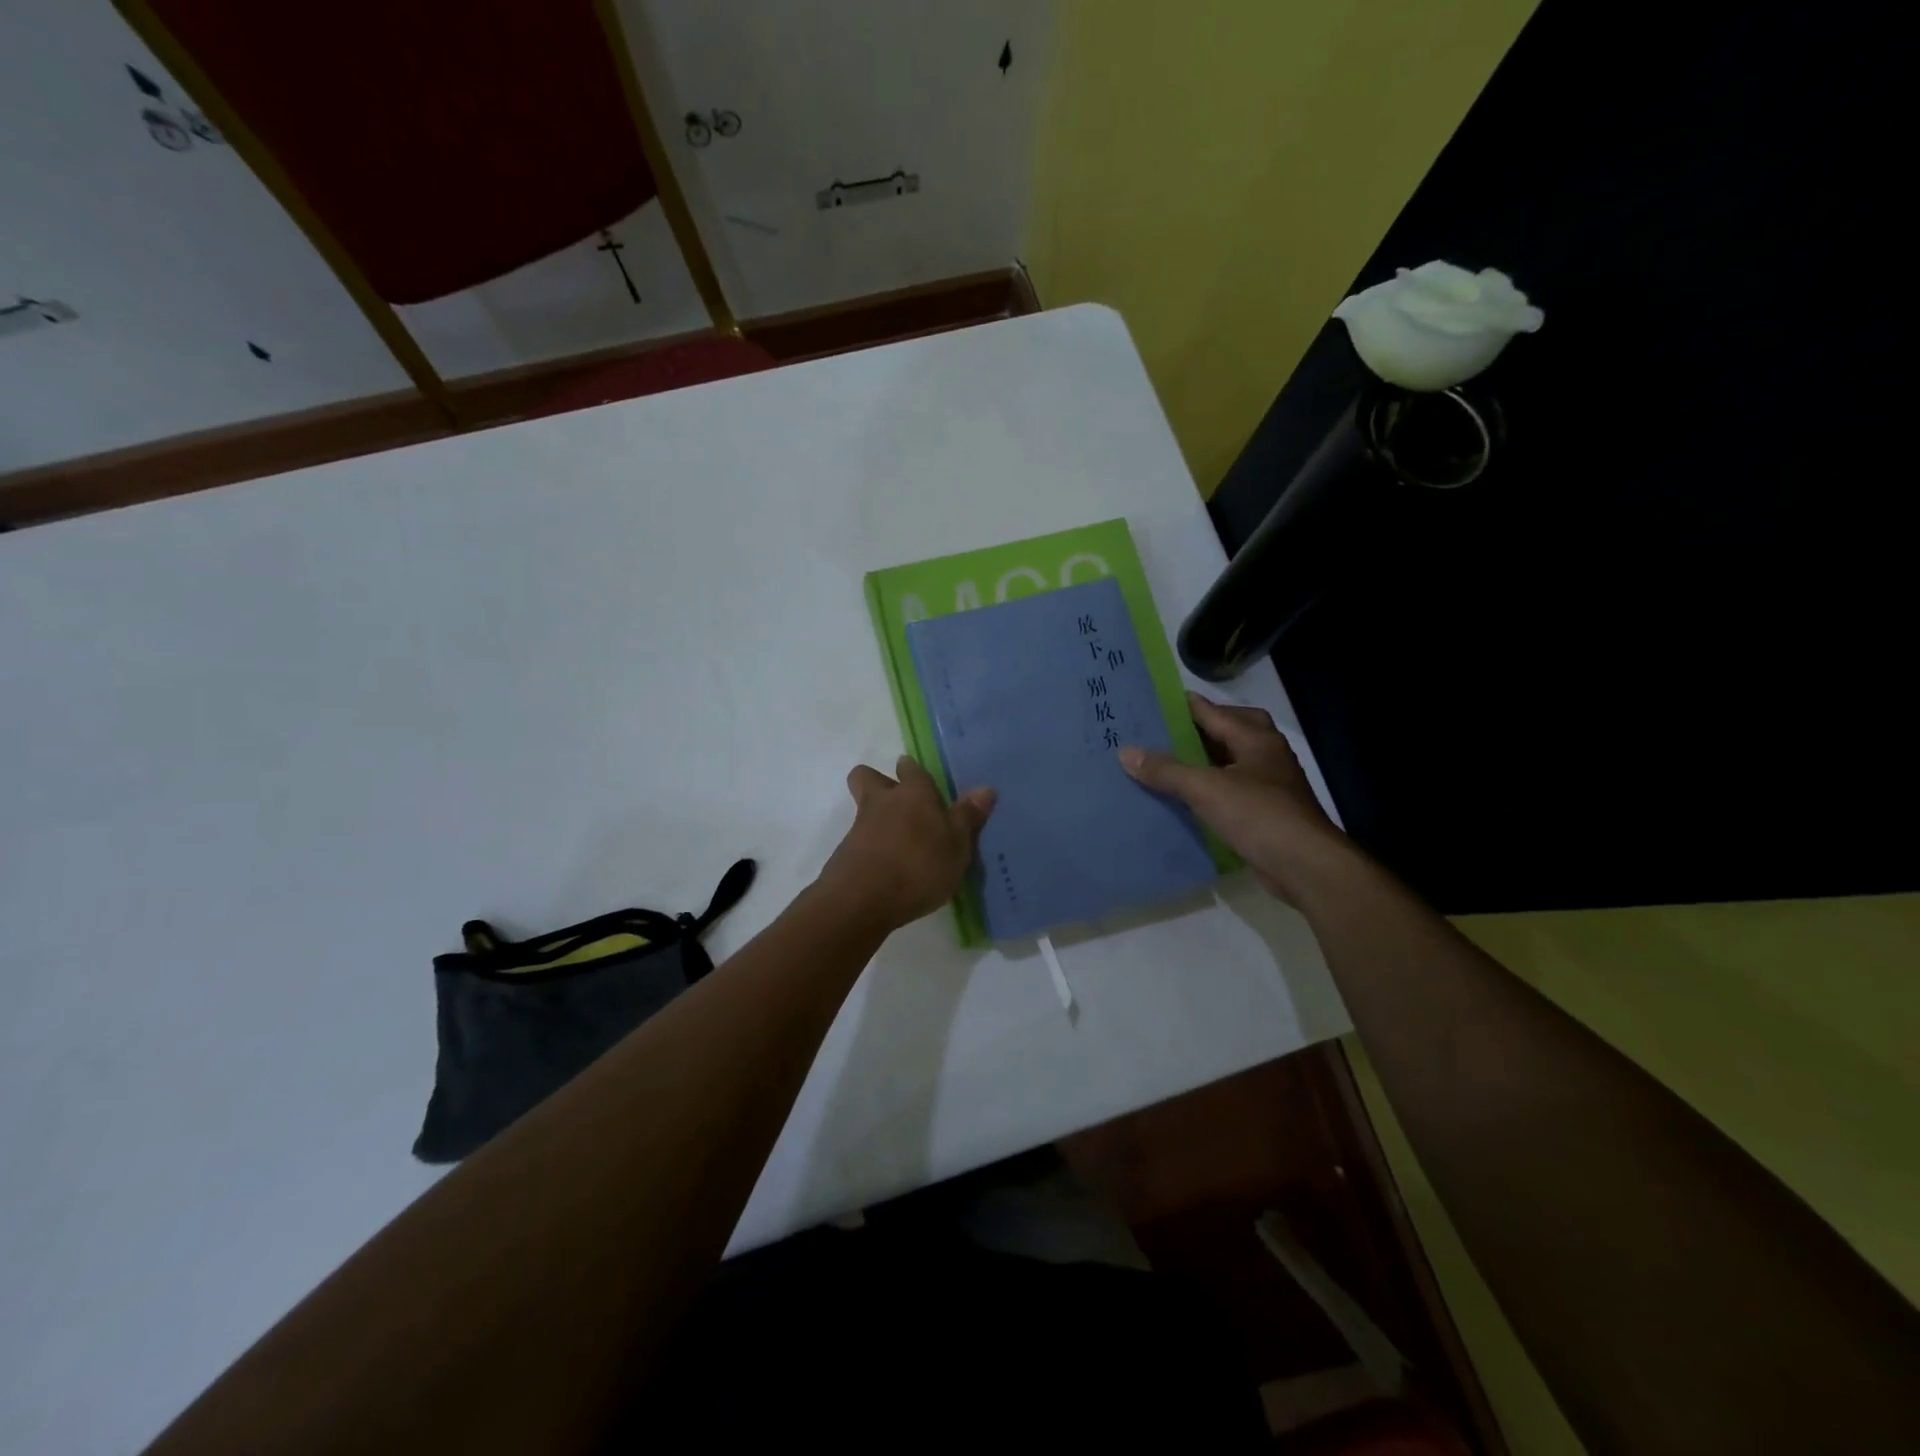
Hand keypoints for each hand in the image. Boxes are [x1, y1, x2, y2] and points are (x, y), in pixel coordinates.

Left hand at [815, 756, 995, 931]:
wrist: (862, 899)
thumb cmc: (919, 866)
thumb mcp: (956, 846)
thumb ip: (967, 818)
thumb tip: (986, 789)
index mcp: (913, 794)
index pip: (911, 769)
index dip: (913, 771)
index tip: (920, 777)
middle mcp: (882, 802)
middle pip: (868, 777)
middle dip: (879, 782)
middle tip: (899, 802)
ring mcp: (859, 828)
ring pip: (863, 809)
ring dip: (877, 820)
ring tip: (901, 846)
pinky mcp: (845, 855)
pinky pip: (859, 841)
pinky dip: (871, 849)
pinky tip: (888, 870)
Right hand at [1120, 693, 1347, 902]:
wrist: (1305, 865)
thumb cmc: (1258, 815)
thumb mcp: (1205, 789)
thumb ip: (1166, 771)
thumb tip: (1126, 752)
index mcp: (1256, 740)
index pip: (1216, 713)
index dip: (1187, 705)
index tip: (1157, 700)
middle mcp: (1267, 756)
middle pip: (1234, 730)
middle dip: (1205, 728)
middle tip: (1170, 731)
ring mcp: (1271, 785)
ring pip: (1235, 761)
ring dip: (1208, 759)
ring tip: (1173, 761)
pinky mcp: (1269, 813)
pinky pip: (1235, 789)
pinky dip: (1214, 788)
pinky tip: (1191, 798)